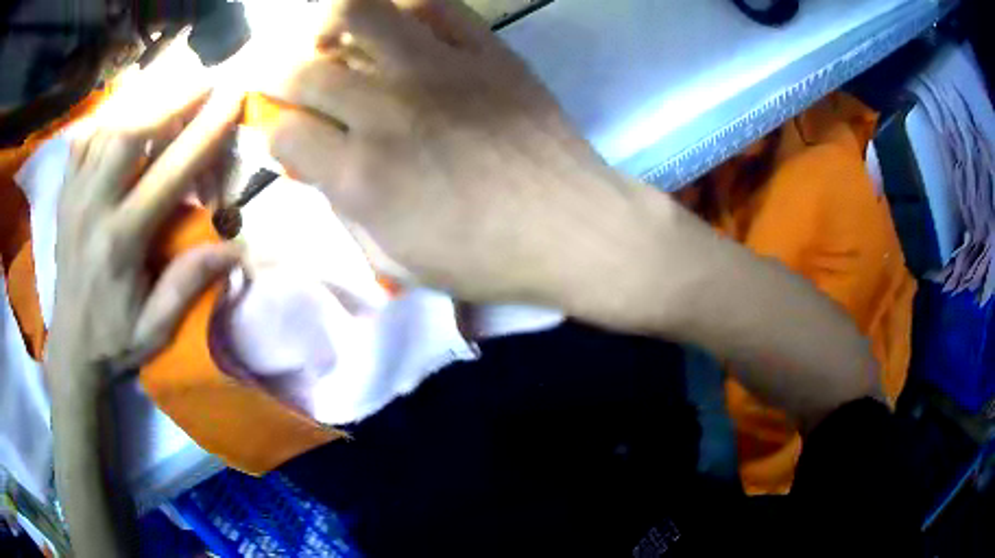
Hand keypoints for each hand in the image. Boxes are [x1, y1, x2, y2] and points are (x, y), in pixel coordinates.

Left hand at [48, 90, 242, 392]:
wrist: (71, 348)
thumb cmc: (115, 340)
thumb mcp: (155, 328)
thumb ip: (188, 284)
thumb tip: (237, 247)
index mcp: (120, 243)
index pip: (167, 174)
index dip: (203, 132)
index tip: (232, 99)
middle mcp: (92, 208)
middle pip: (130, 133)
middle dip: (171, 98)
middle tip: (205, 77)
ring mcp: (73, 197)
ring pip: (107, 128)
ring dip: (143, 99)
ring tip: (171, 84)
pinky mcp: (64, 195)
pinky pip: (84, 140)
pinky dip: (107, 116)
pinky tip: (124, 110)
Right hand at [265, 0, 642, 305]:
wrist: (573, 229)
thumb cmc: (486, 259)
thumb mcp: (397, 259)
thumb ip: (345, 209)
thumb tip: (316, 165)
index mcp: (361, 175)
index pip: (283, 131)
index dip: (272, 130)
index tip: (284, 132)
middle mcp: (386, 110)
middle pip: (303, 70)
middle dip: (281, 74)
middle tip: (290, 80)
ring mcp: (438, 69)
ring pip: (359, 13)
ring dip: (330, 22)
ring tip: (332, 38)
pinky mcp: (485, 50)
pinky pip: (433, 5)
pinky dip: (403, 8)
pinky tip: (398, 28)